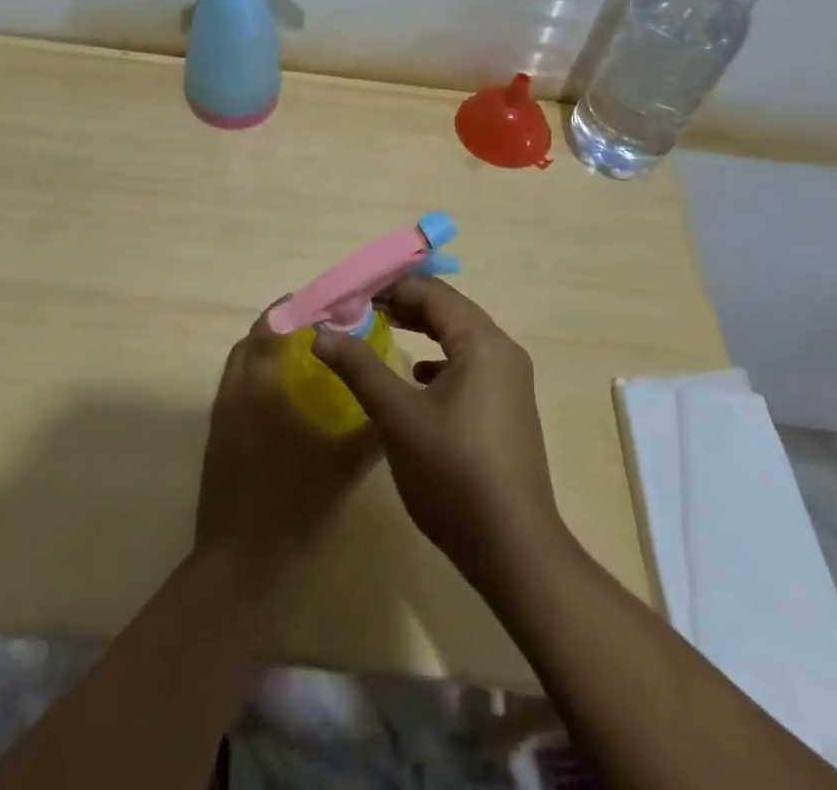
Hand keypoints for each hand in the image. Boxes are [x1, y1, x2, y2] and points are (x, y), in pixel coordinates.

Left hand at [195, 303, 379, 588]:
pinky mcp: (217, 440)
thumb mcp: (345, 467)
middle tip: (319, 332)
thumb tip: (392, 397)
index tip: (325, 306)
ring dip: (268, 354)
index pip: (271, 325)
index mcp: (261, 386)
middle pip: (252, 341)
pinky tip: (289, 405)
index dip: (295, 308)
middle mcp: (235, 391)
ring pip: (242, 366)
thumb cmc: (293, 507)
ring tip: (307, 362)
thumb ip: (372, 429)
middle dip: (282, 328)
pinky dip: (260, 381)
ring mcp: (221, 417)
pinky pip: (238, 391)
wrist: (239, 568)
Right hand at [311, 277, 565, 590]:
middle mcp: (503, 351)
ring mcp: (510, 381)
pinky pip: (469, 364)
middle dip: (403, 305)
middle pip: (448, 310)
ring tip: (381, 330)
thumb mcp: (398, 417)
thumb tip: (321, 332)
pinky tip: (416, 377)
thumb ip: (360, 367)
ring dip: (421, 329)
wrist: (514, 550)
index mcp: (482, 342)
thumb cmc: (453, 474)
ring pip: (459, 337)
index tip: (350, 294)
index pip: (432, 292)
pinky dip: (439, 359)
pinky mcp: (508, 407)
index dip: (389, 287)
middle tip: (359, 310)